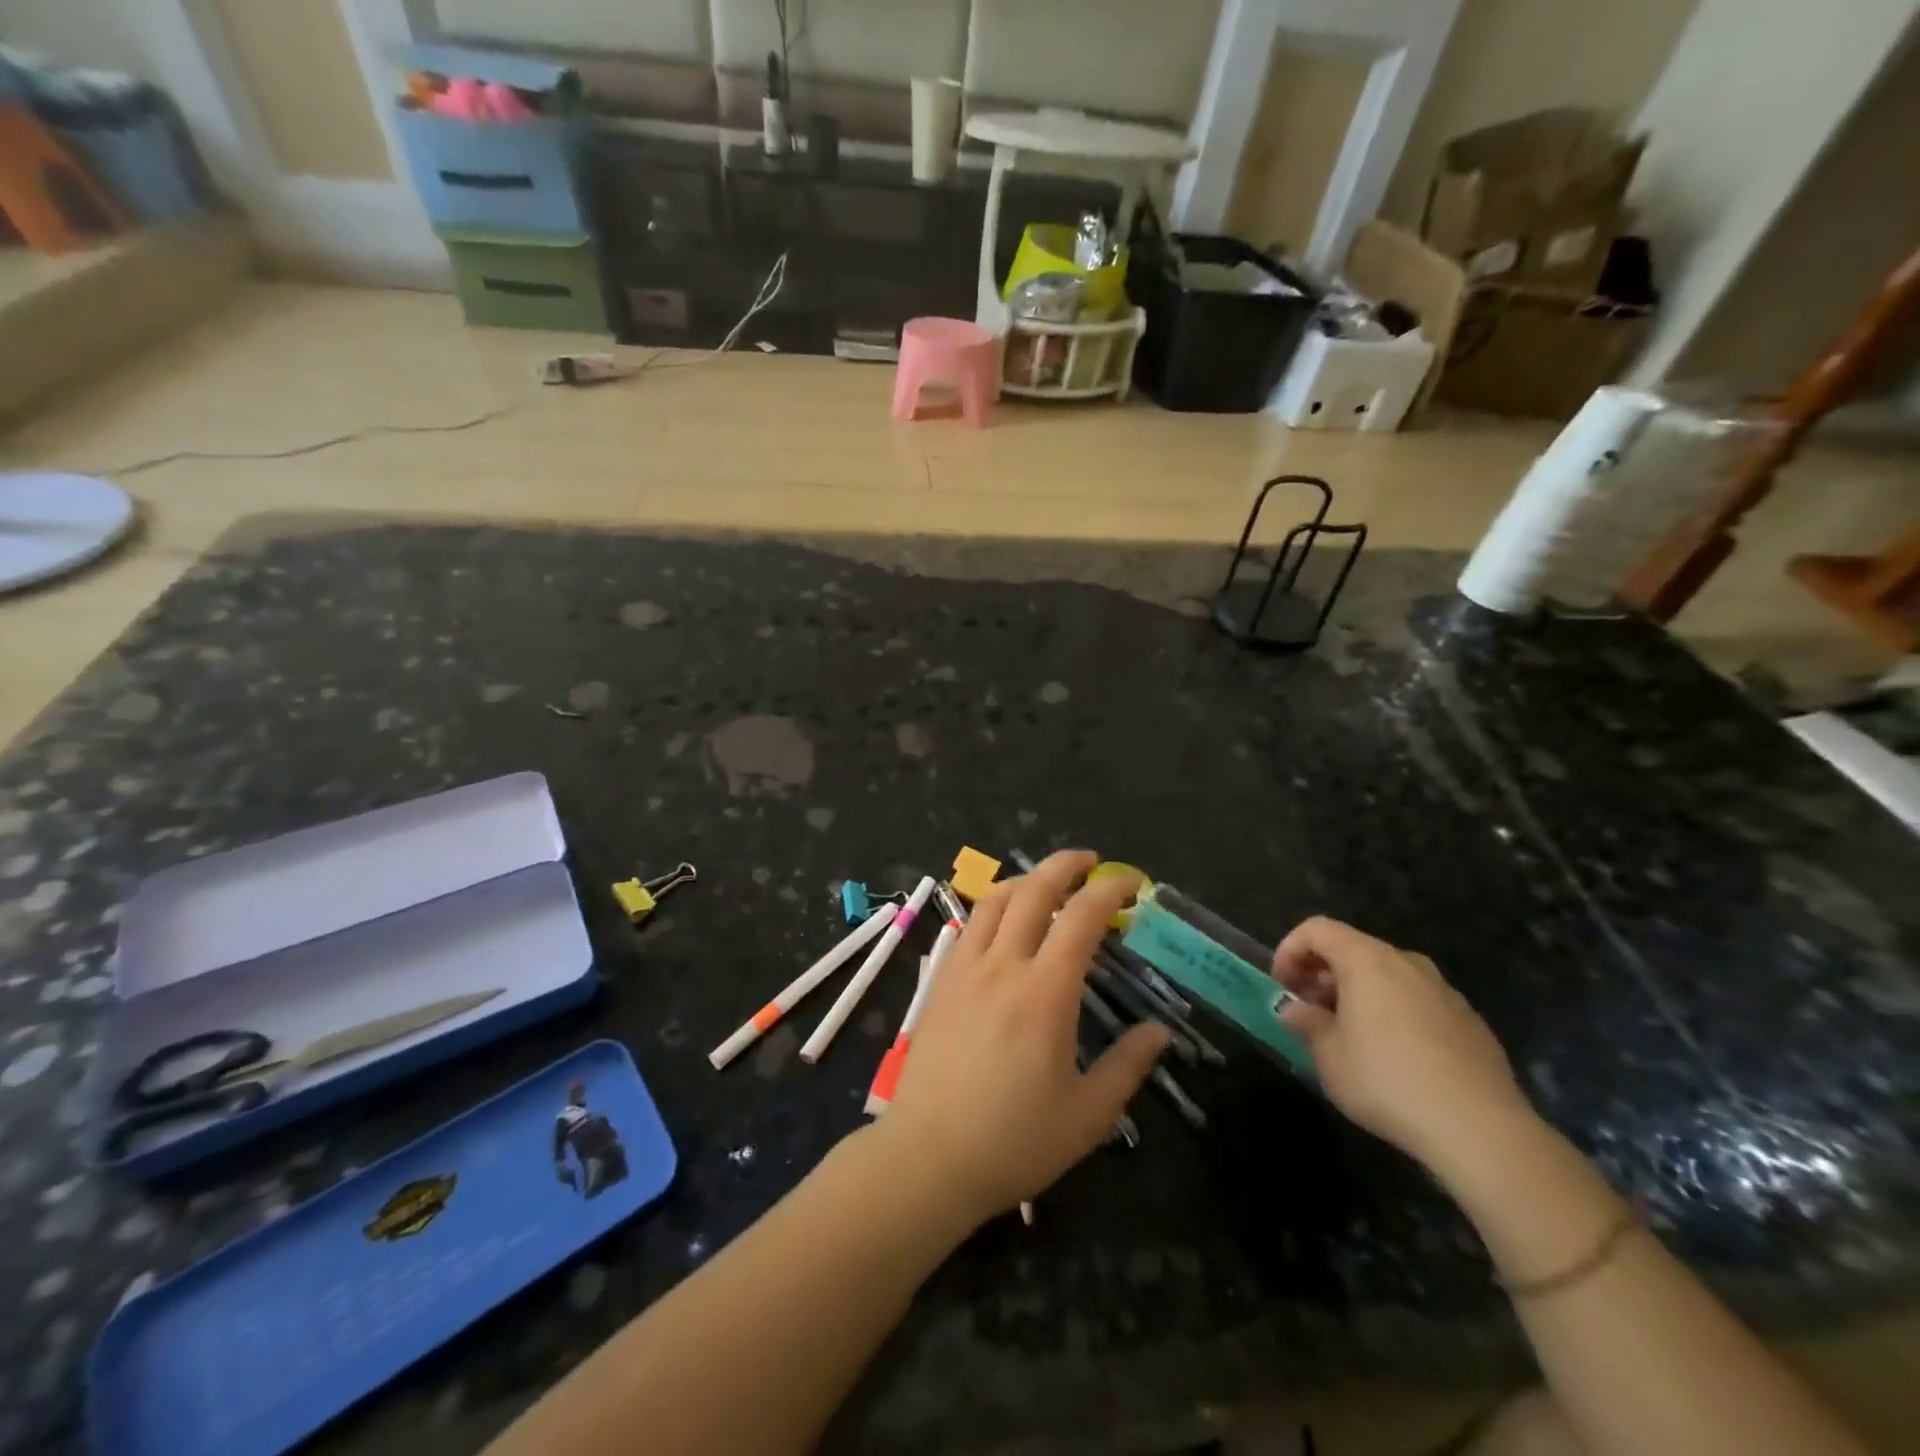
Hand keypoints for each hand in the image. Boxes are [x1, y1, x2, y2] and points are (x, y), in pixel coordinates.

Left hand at [880, 852, 1169, 1223]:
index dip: (1109, 890)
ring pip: (995, 900)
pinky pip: (970, 925)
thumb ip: (1127, 1066)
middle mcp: (1002, 966)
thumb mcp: (1088, 1115)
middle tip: (1092, 863)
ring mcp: (964, 969)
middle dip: (1066, 865)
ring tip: (1049, 885)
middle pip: (1033, 890)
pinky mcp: (939, 982)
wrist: (927, 1158)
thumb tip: (1158, 1032)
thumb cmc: (1013, 1142)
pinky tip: (1005, 924)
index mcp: (1044, 993)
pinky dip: (995, 907)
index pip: (1081, 917)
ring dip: (1026, 880)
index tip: (1132, 883)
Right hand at [1273, 916, 1532, 1171]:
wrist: (1481, 1130)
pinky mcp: (1470, 1021)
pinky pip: (1417, 1001)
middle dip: (1323, 974)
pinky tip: (1394, 1056)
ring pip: (1388, 975)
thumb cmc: (1388, 1081)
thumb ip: (1306, 1022)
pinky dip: (1393, 1012)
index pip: (1317, 929)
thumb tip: (1294, 1009)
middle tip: (1309, 1011)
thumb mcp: (1329, 1055)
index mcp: (1368, 961)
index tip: (1282, 986)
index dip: (1290, 950)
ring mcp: (1444, 991)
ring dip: (1358, 993)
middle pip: (1353, 949)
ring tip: (1349, 1034)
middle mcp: (1407, 963)